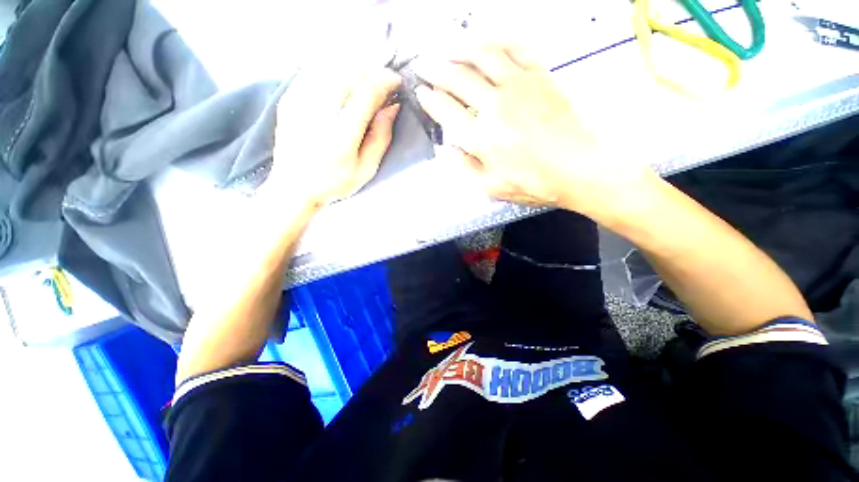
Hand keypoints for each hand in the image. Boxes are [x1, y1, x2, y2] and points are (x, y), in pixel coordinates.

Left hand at [266, 67, 401, 207]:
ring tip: (365, 84)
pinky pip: (315, 71)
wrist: (293, 187)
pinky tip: (342, 85)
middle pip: (350, 73)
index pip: (367, 92)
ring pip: (332, 67)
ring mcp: (300, 101)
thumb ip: (381, 138)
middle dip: (371, 73)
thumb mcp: (366, 169)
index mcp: (341, 134)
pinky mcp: (289, 98)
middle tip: (383, 85)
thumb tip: (392, 108)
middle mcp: (319, 112)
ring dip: (354, 71)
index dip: (385, 81)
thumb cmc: (334, 183)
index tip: (396, 82)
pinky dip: (333, 71)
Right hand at [412, 41, 655, 216]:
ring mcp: (518, 86)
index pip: (445, 110)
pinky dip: (497, 41)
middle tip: (423, 64)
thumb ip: (464, 167)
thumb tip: (444, 150)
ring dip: (459, 48)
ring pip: (482, 55)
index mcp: (480, 137)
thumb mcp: (491, 187)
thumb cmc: (532, 182)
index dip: (429, 99)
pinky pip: (515, 48)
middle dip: (434, 69)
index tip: (420, 92)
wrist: (577, 167)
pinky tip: (486, 41)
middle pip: (457, 78)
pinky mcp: (539, 76)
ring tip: (446, 47)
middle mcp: (494, 106)